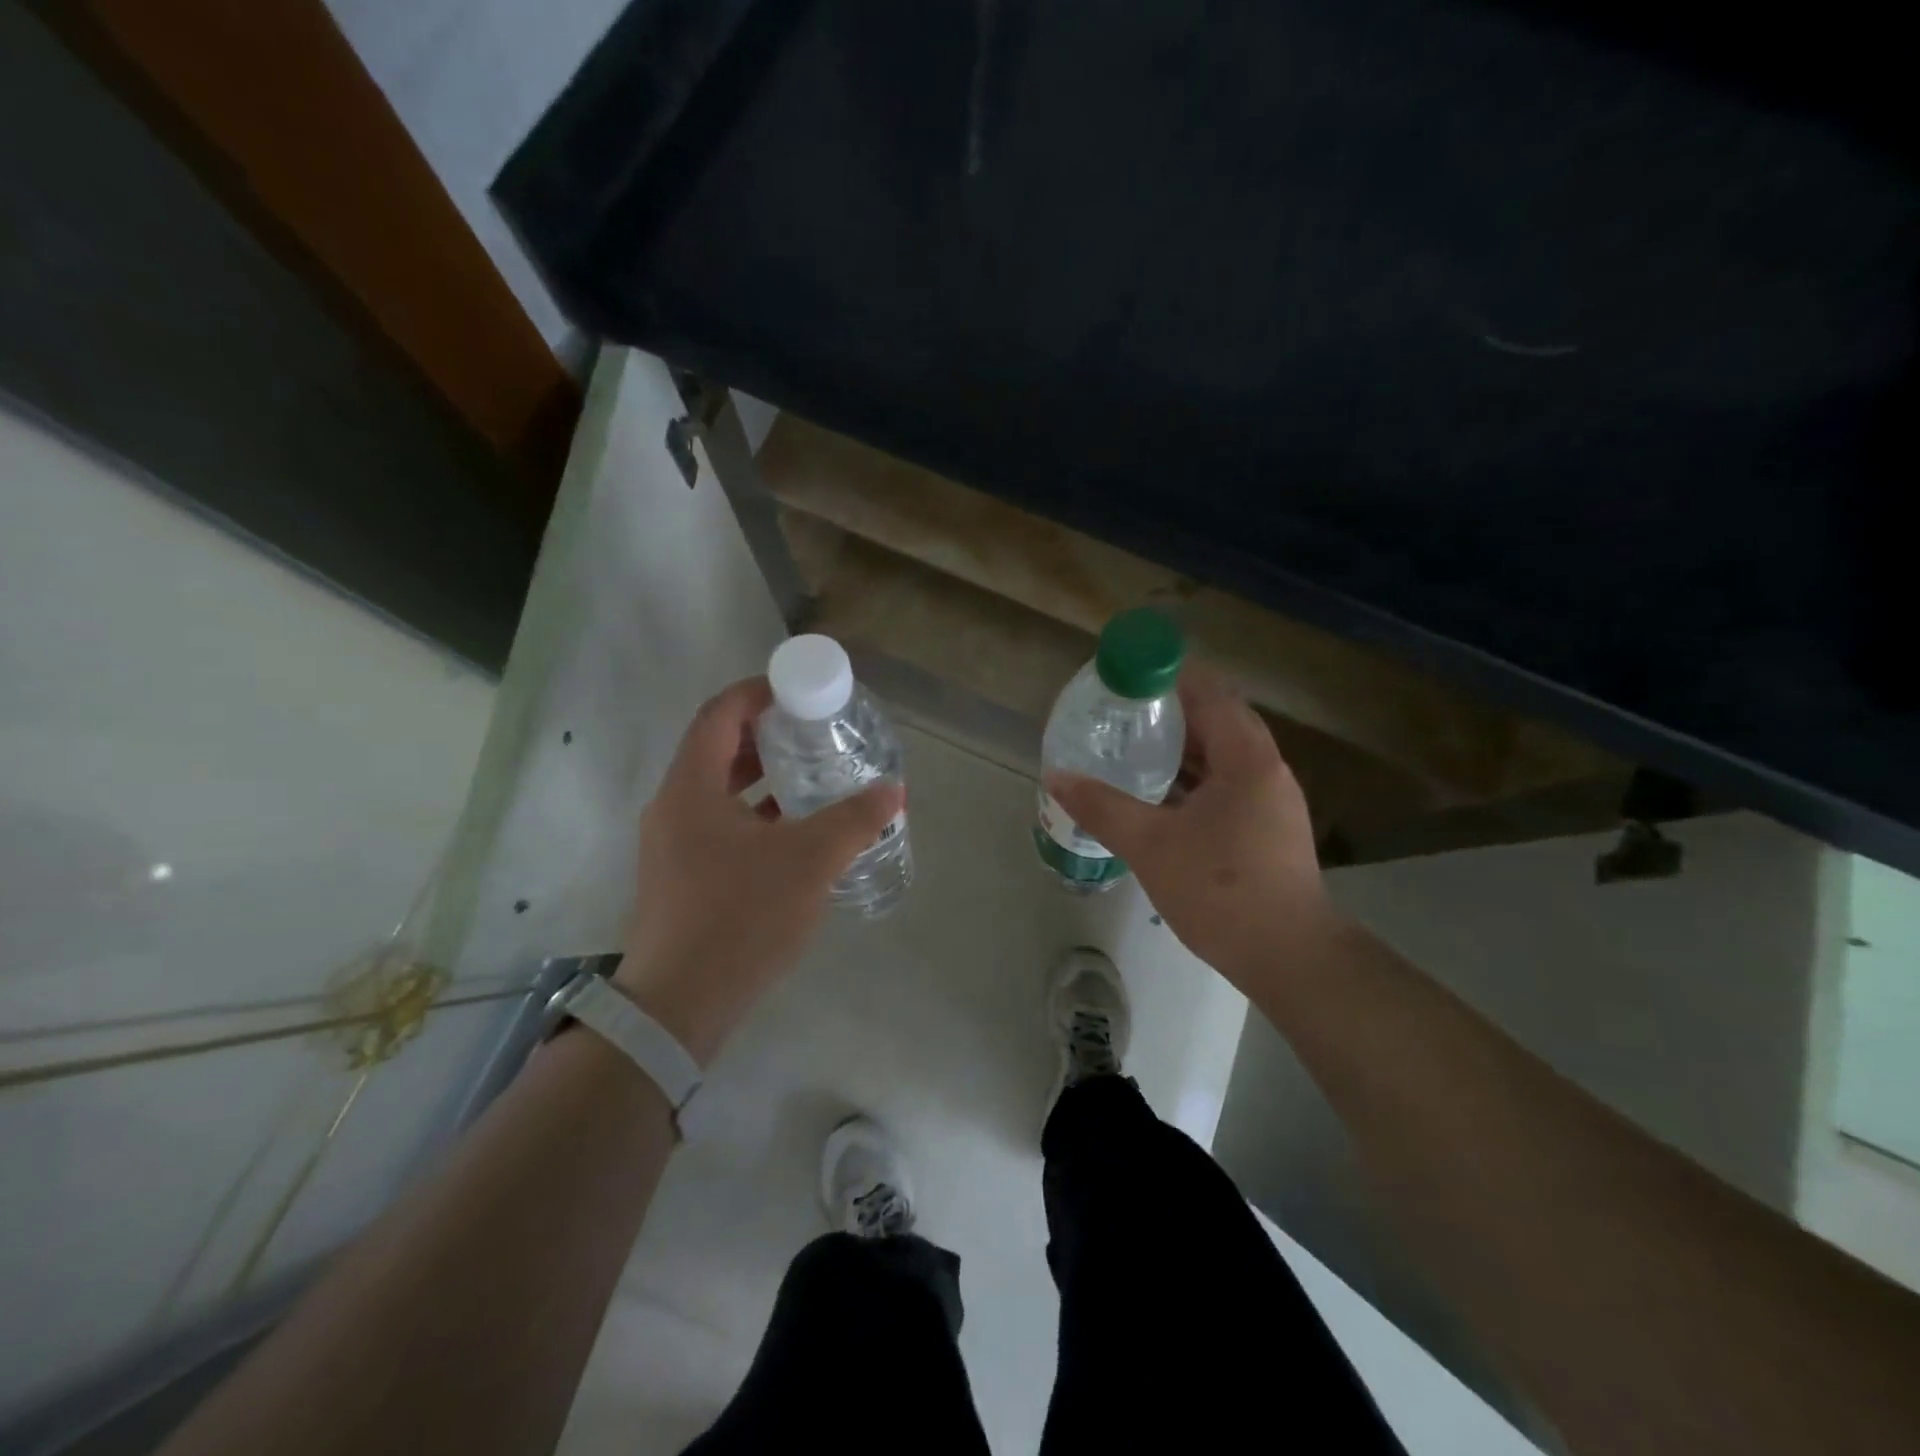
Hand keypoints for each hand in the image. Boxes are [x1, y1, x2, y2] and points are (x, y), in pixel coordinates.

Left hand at [618, 677, 902, 1063]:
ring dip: (759, 774)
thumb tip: (893, 790)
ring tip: (808, 773)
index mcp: (690, 788)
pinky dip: (753, 812)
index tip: (798, 690)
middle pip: (716, 748)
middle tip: (812, 729)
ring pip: (717, 789)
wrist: (680, 1006)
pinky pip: (718, 823)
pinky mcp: (681, 875)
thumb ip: (854, 820)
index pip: (719, 714)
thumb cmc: (740, 917)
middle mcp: (673, 807)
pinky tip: (791, 829)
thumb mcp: (809, 862)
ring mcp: (672, 844)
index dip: (757, 692)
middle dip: (764, 732)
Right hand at [1044, 665, 1336, 986]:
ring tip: (1134, 748)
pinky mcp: (1268, 829)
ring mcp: (1271, 801)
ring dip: (1183, 748)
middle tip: (1123, 713)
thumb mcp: (1150, 844)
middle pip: (1218, 720)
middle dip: (1172, 712)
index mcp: (1246, 758)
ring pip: (1223, 756)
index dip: (1169, 676)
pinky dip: (1194, 779)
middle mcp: (1266, 770)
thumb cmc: (1220, 890)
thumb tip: (1055, 776)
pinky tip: (1161, 796)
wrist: (1288, 957)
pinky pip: (1227, 784)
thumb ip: (1101, 806)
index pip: (1210, 692)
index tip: (1128, 678)